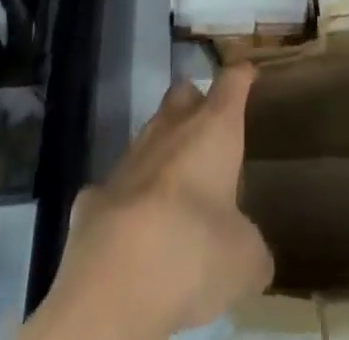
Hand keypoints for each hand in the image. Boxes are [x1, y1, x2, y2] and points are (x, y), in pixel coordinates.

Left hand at [27, 67, 271, 339]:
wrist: (114, 277)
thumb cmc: (195, 248)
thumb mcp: (245, 259)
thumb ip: (251, 245)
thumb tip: (250, 252)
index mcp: (213, 129)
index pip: (231, 84)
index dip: (241, 77)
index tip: (247, 72)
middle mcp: (170, 129)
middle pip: (183, 93)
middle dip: (195, 102)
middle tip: (210, 127)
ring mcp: (129, 157)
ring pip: (150, 134)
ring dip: (164, 150)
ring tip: (178, 183)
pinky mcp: (97, 193)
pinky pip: (120, 184)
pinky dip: (132, 197)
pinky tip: (137, 226)